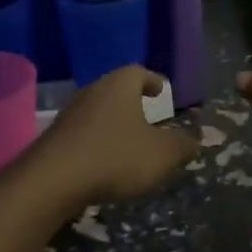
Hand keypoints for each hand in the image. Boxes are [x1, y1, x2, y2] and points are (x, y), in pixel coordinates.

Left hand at [24, 66, 199, 208]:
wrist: (53, 180)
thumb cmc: (115, 157)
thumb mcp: (161, 155)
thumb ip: (183, 145)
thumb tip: (199, 139)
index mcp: (119, 86)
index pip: (138, 72)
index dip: (152, 80)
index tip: (162, 90)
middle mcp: (92, 91)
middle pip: (115, 89)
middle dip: (132, 101)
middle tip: (147, 114)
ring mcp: (69, 114)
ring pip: (97, 111)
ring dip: (113, 122)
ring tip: (128, 139)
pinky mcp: (54, 138)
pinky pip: (82, 133)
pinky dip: (96, 141)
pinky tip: (104, 160)